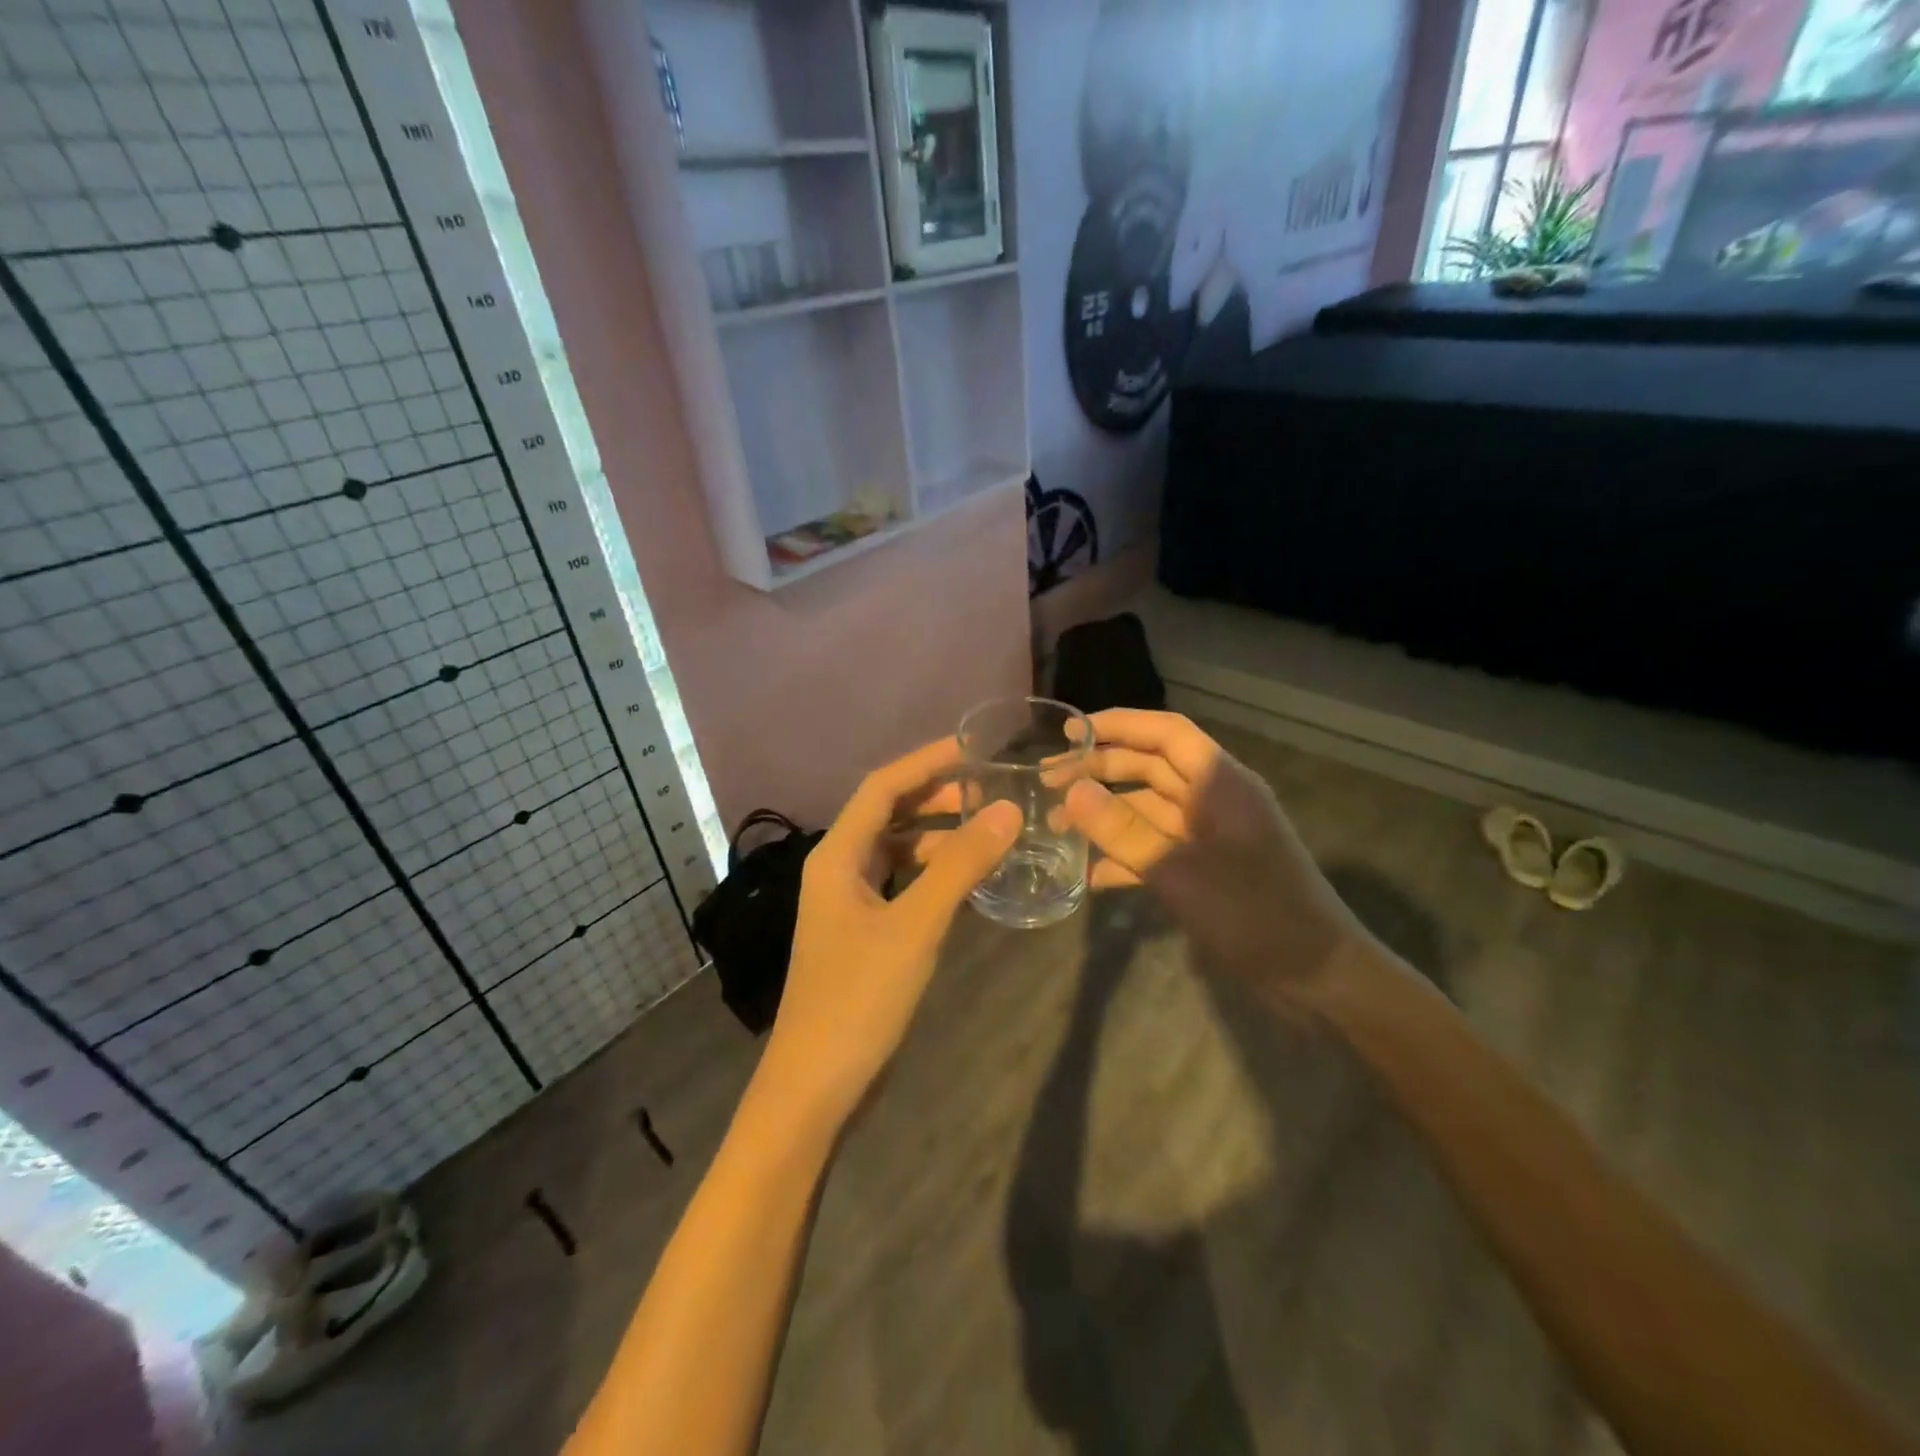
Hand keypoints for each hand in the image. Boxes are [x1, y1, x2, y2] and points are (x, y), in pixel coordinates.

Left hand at [755, 738, 1021, 1133]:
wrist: (815, 1084)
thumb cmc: (859, 998)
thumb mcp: (915, 926)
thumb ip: (960, 866)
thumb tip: (1006, 810)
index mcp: (837, 855)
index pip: (883, 786)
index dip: (926, 761)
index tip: (974, 747)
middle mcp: (837, 869)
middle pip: (888, 814)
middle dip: (936, 796)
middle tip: (990, 789)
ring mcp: (847, 903)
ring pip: (895, 850)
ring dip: (936, 835)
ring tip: (987, 830)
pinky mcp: (861, 933)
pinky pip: (900, 884)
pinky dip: (931, 873)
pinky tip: (966, 880)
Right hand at [1062, 710, 1378, 1016]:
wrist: (1317, 976)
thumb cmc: (1255, 915)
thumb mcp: (1181, 873)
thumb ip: (1125, 831)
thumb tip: (1073, 791)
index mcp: (1220, 783)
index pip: (1166, 733)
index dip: (1118, 725)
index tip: (1071, 733)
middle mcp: (1214, 799)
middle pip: (1151, 767)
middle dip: (1100, 770)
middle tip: (1048, 781)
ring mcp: (1210, 834)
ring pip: (1148, 808)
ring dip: (1106, 814)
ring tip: (1056, 826)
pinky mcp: (1206, 867)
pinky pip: (1157, 848)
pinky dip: (1125, 856)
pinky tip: (1091, 876)